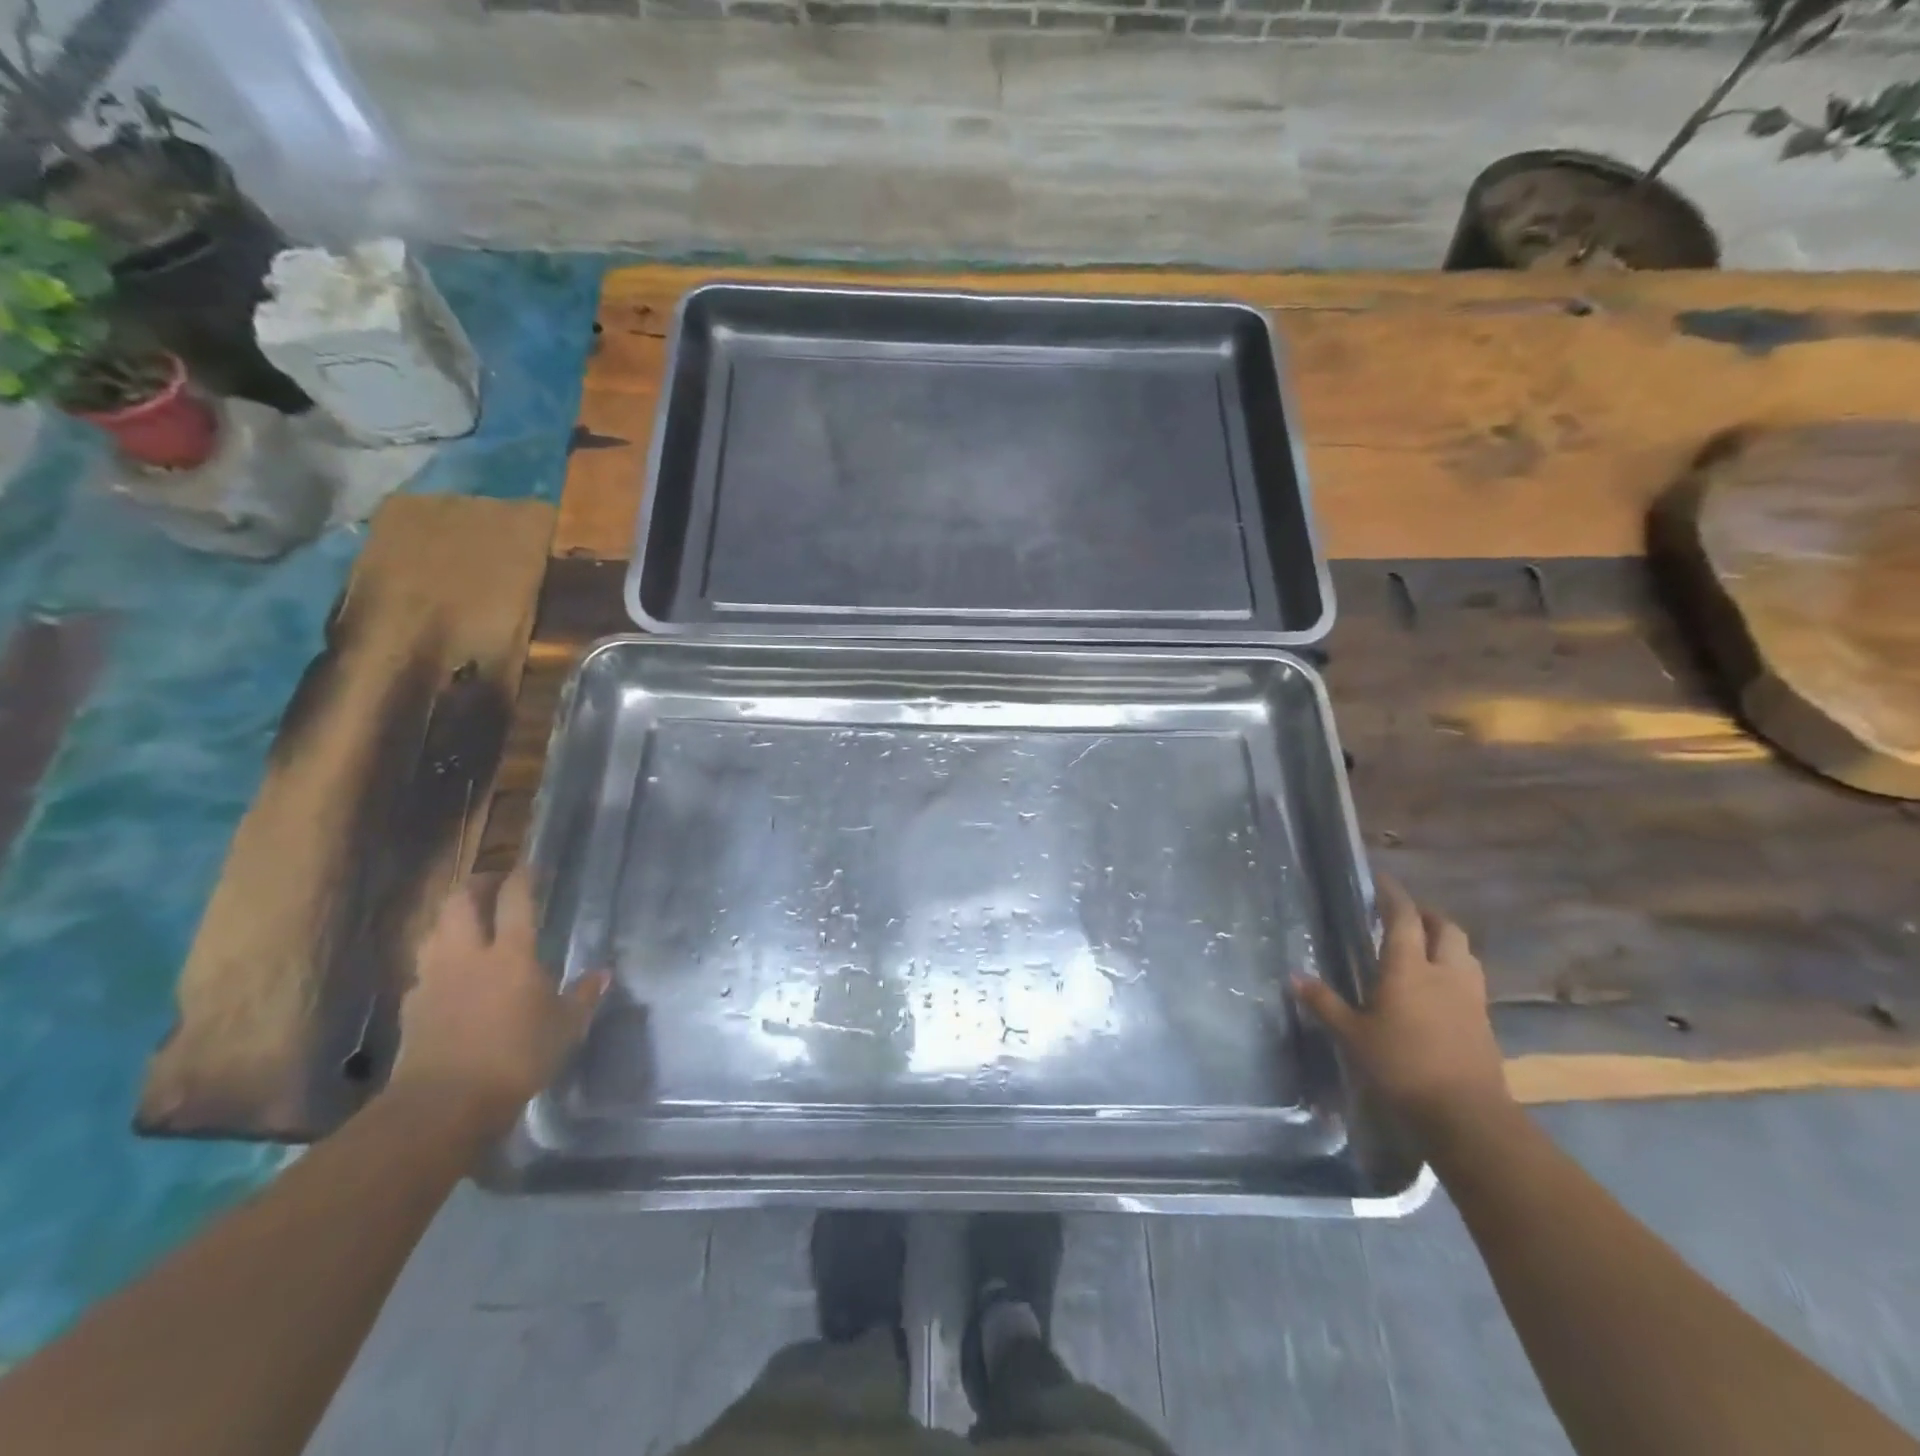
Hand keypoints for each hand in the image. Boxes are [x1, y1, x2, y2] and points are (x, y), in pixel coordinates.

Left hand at [387, 865, 607, 1133]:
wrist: (443, 1104)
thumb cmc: (516, 1057)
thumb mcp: (566, 1027)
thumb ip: (584, 995)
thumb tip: (604, 973)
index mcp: (511, 953)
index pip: (515, 899)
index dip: (522, 877)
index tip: (530, 867)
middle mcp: (468, 954)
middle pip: (461, 902)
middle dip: (477, 885)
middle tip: (493, 884)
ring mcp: (434, 977)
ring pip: (435, 929)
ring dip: (451, 918)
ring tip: (469, 922)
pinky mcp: (411, 1004)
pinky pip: (423, 967)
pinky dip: (436, 959)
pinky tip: (447, 974)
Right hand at [1292, 875, 1510, 1138]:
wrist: (1466, 1114)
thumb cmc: (1401, 1066)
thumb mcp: (1352, 1035)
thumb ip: (1324, 1003)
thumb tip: (1293, 977)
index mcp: (1408, 968)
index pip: (1404, 918)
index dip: (1393, 895)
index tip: (1382, 881)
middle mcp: (1444, 973)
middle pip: (1445, 929)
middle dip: (1426, 916)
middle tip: (1406, 916)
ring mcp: (1470, 997)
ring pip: (1464, 953)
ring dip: (1446, 942)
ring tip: (1425, 948)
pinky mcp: (1484, 1022)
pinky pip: (1470, 981)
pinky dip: (1455, 971)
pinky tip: (1439, 988)